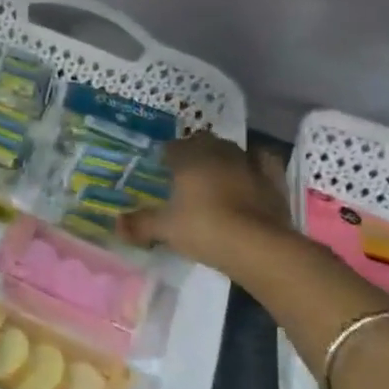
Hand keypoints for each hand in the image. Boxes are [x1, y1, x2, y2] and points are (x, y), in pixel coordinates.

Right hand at [122, 132, 296, 271]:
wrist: (258, 246)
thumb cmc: (205, 229)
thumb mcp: (166, 229)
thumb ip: (140, 224)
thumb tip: (115, 224)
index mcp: (190, 158)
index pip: (172, 147)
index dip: (165, 156)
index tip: (161, 168)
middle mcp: (218, 153)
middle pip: (203, 142)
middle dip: (194, 151)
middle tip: (186, 171)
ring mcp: (248, 164)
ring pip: (232, 149)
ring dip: (223, 156)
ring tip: (216, 173)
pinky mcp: (272, 180)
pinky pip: (263, 162)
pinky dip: (256, 165)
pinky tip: (252, 173)